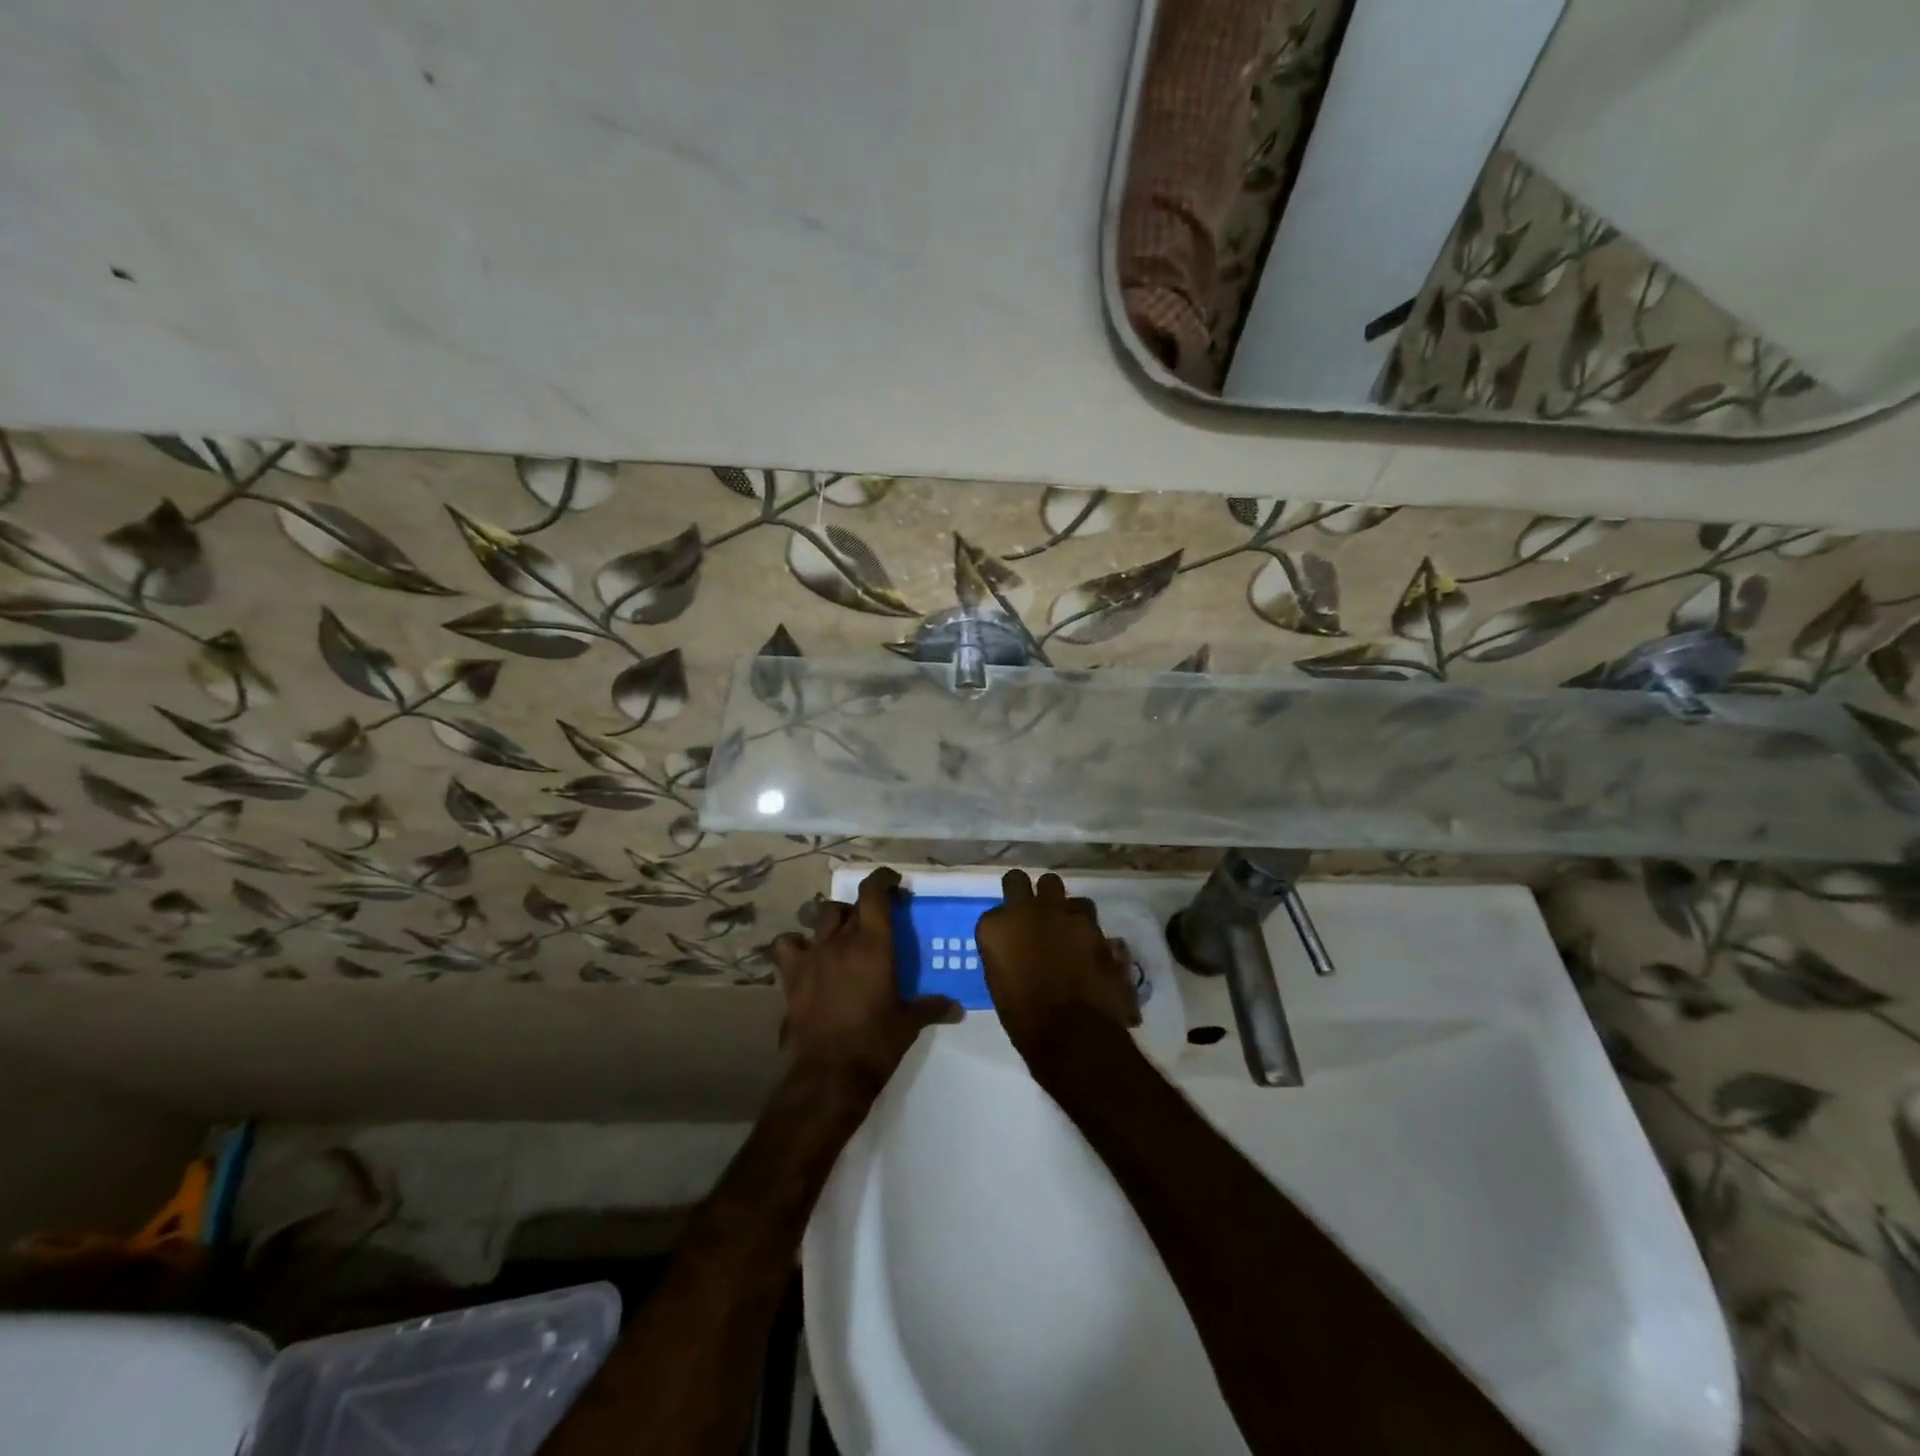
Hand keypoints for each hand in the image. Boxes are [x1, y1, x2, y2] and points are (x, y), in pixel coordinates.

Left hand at [770, 867, 961, 1085]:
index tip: (893, 883)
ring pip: (821, 918)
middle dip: (863, 907)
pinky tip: (805, 956)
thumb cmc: (876, 1042)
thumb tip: (957, 1008)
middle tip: (876, 922)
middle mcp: (841, 940)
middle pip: (849, 905)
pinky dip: (795, 945)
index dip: (882, 880)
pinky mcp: (791, 975)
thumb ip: (932, 1008)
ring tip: (842, 936)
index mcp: (874, 943)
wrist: (829, 1073)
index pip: (874, 892)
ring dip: (833, 921)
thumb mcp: (909, 1023)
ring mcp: (813, 955)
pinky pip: (786, 945)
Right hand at [977, 871, 1140, 1064]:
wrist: (1073, 1033)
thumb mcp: (999, 982)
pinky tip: (1087, 945)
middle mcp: (1027, 909)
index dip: (1004, 924)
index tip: (1010, 938)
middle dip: (1026, 893)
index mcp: (997, 926)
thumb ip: (1004, 952)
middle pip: (1020, 880)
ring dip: (1060, 907)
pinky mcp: (1094, 925)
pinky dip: (1085, 927)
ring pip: (1060, 891)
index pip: (995, 911)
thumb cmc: (1025, 1018)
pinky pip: (1087, 915)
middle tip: (1032, 914)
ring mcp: (1063, 913)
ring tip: (1065, 929)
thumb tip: (1014, 947)